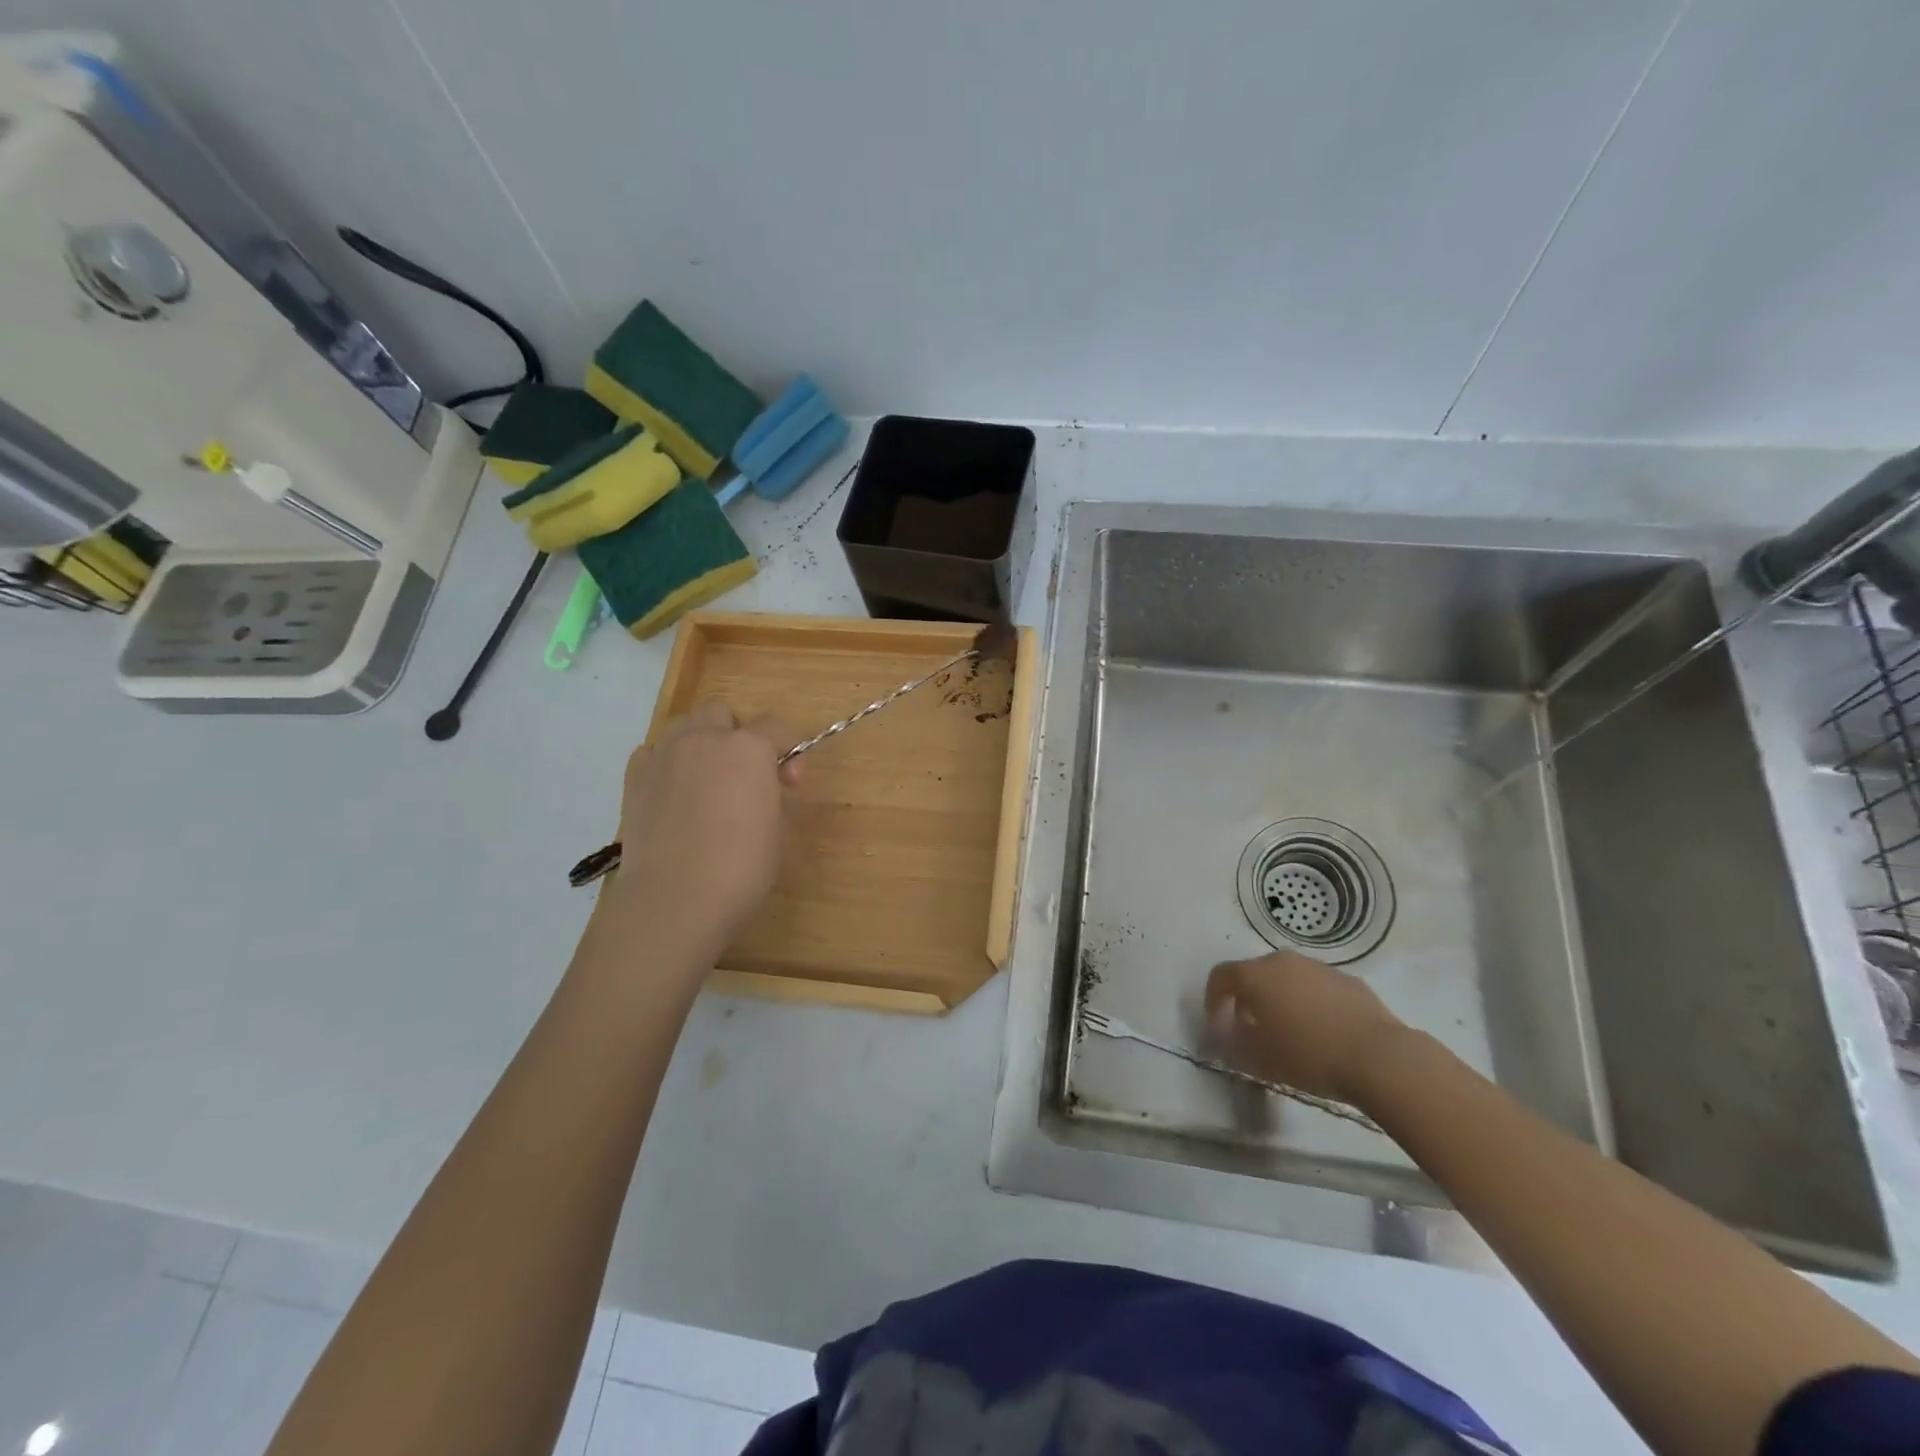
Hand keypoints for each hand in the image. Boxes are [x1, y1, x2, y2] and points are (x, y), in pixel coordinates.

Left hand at [602, 700, 800, 955]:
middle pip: (723, 713)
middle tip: (745, 775)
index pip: (775, 727)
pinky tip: (673, 794)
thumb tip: (759, 789)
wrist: (674, 898)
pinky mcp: (634, 777)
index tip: (790, 785)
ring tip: (706, 779)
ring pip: (684, 725)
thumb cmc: (740, 867)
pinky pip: (653, 752)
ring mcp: (664, 755)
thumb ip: (770, 794)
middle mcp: (704, 739)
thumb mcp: (776, 828)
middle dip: (737, 735)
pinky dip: (666, 763)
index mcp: (748, 748)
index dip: (788, 751)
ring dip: (700, 741)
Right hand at [1204, 950, 1406, 1103]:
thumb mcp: (1257, 1058)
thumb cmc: (1308, 1056)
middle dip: (1248, 1000)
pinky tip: (1323, 1032)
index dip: (1213, 1000)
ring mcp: (1318, 967)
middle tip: (1252, 1030)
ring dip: (1280, 1000)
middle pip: (1254, 974)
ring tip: (1290, 1033)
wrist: (1379, 1057)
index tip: (1218, 1026)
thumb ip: (1232, 1041)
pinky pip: (1317, 988)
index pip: (1220, 977)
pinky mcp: (1348, 980)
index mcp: (1255, 975)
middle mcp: (1282, 961)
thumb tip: (1226, 1031)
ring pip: (1287, 979)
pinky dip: (1310, 1003)